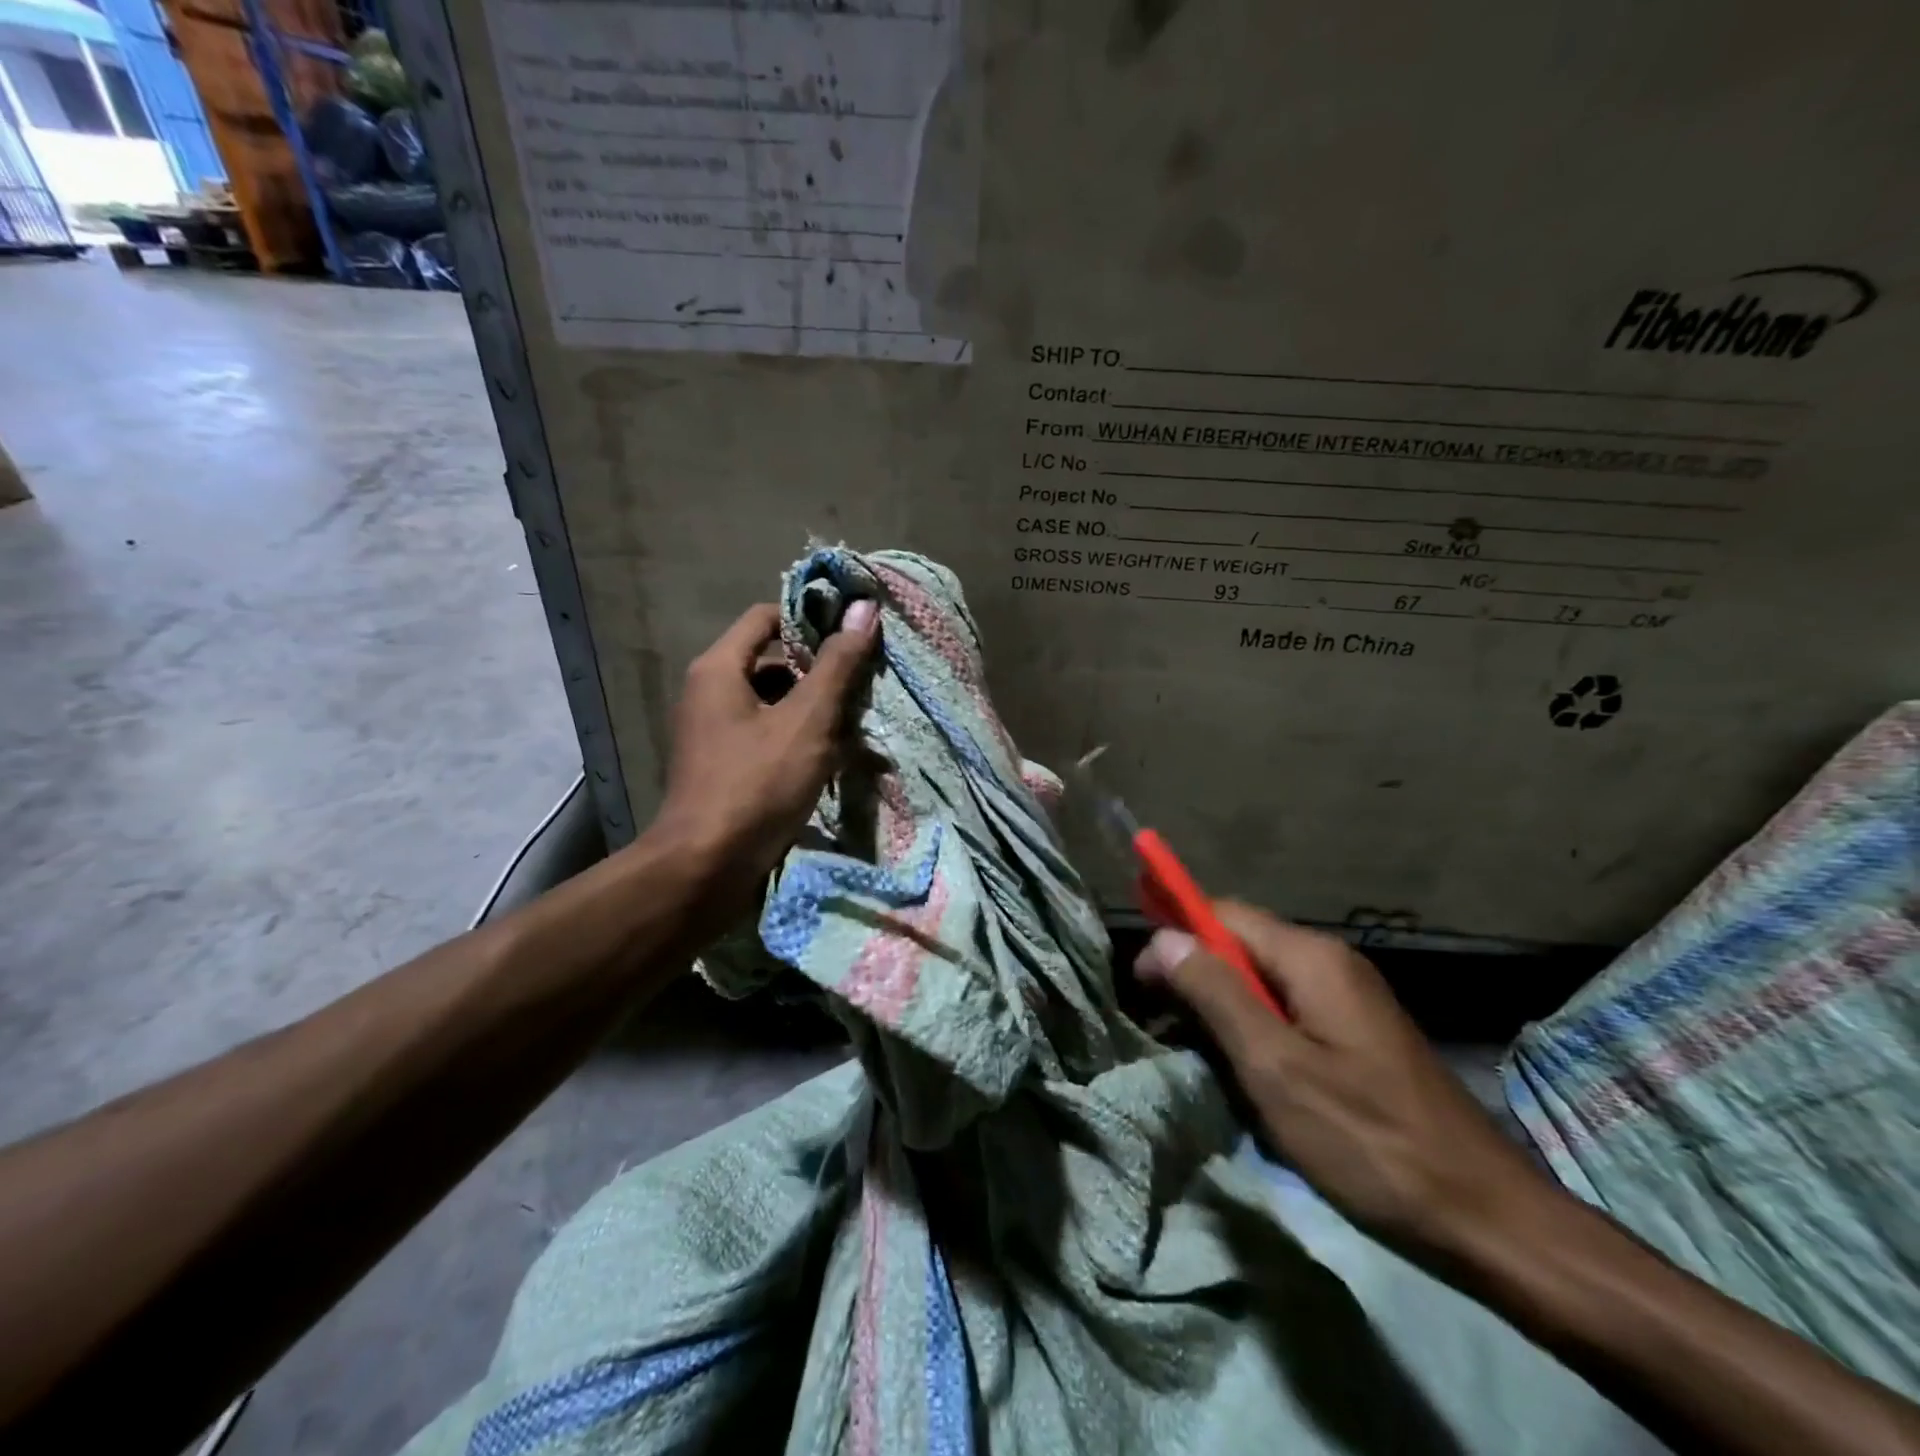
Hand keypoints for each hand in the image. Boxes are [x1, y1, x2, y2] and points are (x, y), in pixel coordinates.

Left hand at [649, 600, 877, 912]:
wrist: (706, 868)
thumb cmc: (757, 783)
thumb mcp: (807, 720)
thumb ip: (837, 664)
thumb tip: (864, 607)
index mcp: (719, 668)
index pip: (766, 617)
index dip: (810, 620)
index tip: (853, 634)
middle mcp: (710, 692)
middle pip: (772, 662)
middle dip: (819, 672)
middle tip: (862, 684)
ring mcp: (715, 732)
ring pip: (774, 703)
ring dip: (815, 710)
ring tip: (857, 725)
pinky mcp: (726, 766)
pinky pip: (768, 735)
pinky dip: (800, 740)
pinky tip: (834, 760)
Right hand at [1136, 903, 1546, 1256]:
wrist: (1483, 1217)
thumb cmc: (1367, 1139)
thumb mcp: (1275, 1066)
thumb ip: (1215, 994)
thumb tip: (1163, 938)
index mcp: (1310, 957)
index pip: (1221, 914)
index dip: (1174, 937)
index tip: (1141, 984)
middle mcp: (1328, 962)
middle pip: (1239, 945)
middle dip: (1193, 976)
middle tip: (1160, 1026)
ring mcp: (1345, 997)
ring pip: (1258, 981)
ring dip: (1218, 1009)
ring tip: (1191, 1054)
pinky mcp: (1353, 1033)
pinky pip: (1284, 1011)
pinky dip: (1250, 1031)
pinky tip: (1239, 1071)